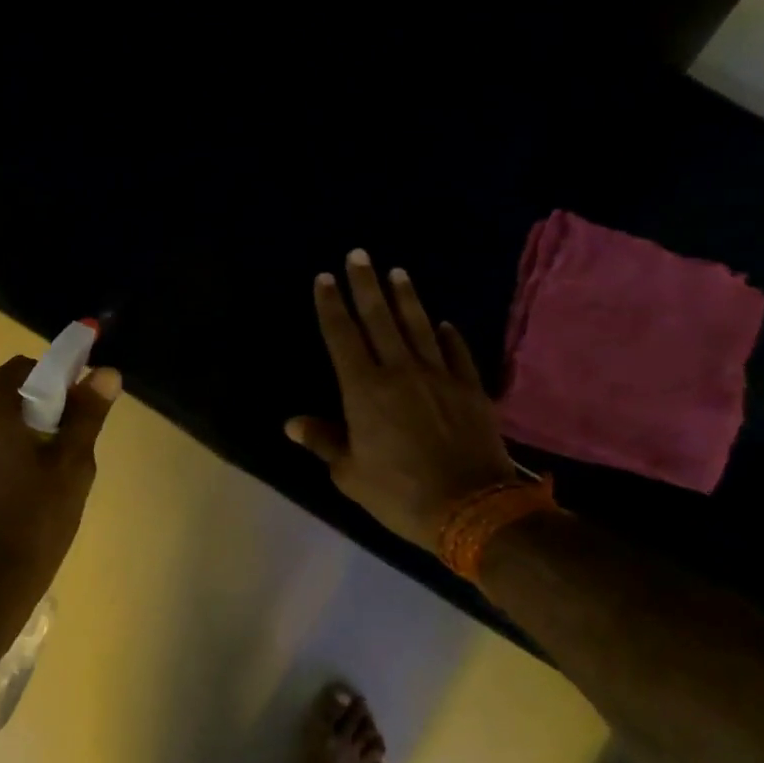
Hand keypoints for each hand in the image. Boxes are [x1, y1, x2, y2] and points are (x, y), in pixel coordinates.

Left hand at [0, 356, 121, 612]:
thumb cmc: (32, 522)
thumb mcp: (72, 467)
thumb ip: (87, 414)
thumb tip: (106, 373)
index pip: (24, 369)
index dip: (55, 386)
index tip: (73, 417)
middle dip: (30, 418)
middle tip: (57, 457)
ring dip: (3, 446)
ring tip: (28, 490)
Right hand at [287, 251, 516, 553]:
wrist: (471, 507)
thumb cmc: (398, 492)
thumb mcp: (350, 473)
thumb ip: (323, 441)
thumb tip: (292, 423)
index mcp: (364, 390)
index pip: (342, 336)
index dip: (331, 306)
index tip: (324, 279)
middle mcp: (400, 371)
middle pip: (379, 319)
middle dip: (365, 285)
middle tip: (359, 254)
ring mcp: (439, 376)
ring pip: (419, 326)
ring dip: (406, 298)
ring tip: (397, 272)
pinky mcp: (470, 389)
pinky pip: (457, 353)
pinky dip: (449, 336)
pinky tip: (445, 323)